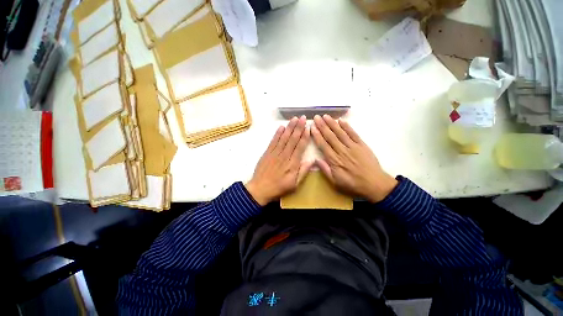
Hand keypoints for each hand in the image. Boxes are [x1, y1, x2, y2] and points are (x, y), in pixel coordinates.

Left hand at [246, 116, 313, 205]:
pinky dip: (277, 134)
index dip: (305, 136)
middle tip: (302, 117)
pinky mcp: (267, 153)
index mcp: (292, 164)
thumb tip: (312, 160)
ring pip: (284, 138)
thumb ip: (303, 172)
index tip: (308, 127)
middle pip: (292, 139)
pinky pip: (273, 141)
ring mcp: (275, 153)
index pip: (300, 147)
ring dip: (289, 128)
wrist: (260, 189)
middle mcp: (284, 156)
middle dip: (298, 127)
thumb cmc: (279, 188)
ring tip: (294, 119)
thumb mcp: (294, 184)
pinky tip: (281, 127)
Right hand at [311, 115, 397, 202]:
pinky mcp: (362, 145)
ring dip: (332, 124)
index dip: (317, 135)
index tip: (312, 127)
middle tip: (316, 117)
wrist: (375, 184)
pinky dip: (347, 127)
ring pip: (340, 133)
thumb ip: (325, 170)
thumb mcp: (335, 182)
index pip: (323, 145)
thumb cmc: (353, 184)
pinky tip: (341, 121)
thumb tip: (316, 159)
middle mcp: (342, 151)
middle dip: (322, 126)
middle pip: (330, 136)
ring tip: (326, 116)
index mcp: (334, 160)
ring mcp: (353, 147)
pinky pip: (353, 134)